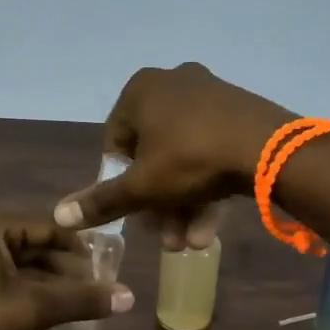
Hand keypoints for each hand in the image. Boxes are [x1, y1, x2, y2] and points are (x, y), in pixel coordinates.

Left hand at [0, 208, 134, 329]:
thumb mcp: (33, 309)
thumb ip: (81, 299)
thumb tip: (130, 298)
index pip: (46, 227)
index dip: (80, 248)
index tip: (106, 267)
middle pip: (30, 242)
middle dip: (63, 267)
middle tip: (95, 287)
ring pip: (13, 259)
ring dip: (44, 279)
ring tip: (76, 299)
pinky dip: (20, 285)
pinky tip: (44, 305)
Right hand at [53, 62, 293, 249]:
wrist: (270, 150)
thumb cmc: (190, 159)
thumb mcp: (142, 187)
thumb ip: (101, 202)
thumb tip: (59, 215)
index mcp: (141, 90)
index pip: (116, 144)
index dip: (121, 185)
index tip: (134, 215)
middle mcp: (173, 84)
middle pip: (153, 156)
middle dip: (158, 205)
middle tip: (166, 239)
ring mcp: (210, 96)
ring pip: (185, 159)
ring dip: (183, 206)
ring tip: (189, 245)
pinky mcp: (240, 113)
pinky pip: (212, 152)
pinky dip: (207, 189)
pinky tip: (210, 230)